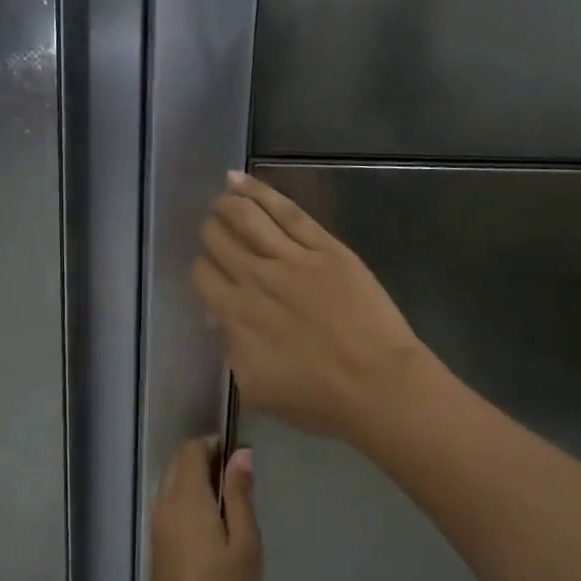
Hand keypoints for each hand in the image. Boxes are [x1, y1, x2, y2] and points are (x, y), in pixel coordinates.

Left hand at [137, 438, 261, 580]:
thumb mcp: (245, 546)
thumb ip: (240, 497)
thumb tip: (240, 454)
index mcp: (185, 500)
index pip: (190, 450)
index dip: (216, 445)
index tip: (244, 459)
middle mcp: (165, 507)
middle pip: (179, 465)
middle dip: (208, 461)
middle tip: (244, 482)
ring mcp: (158, 529)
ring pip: (175, 486)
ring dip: (201, 483)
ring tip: (237, 505)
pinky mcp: (159, 549)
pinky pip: (174, 508)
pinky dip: (194, 503)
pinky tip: (220, 527)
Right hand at [195, 171, 429, 445]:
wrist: (377, 386)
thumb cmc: (318, 399)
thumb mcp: (256, 388)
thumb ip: (233, 350)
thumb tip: (225, 322)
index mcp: (236, 316)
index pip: (203, 276)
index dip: (203, 268)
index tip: (210, 271)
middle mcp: (256, 279)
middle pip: (219, 240)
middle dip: (211, 232)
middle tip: (215, 231)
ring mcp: (292, 258)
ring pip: (246, 217)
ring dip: (227, 204)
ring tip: (222, 196)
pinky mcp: (325, 247)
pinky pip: (285, 211)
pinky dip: (259, 192)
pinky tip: (240, 181)